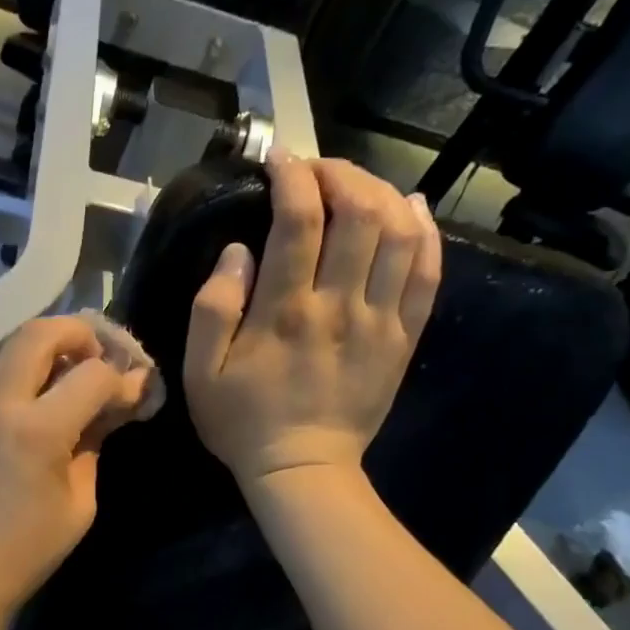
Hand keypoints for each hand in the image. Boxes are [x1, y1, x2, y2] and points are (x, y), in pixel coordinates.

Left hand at [0, 316, 151, 621]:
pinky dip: (33, 369)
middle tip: (105, 358)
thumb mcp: (79, 503)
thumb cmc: (25, 550)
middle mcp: (3, 404)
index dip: (123, 379)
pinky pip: (4, 374)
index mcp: (37, 429)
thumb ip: (94, 445)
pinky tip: (54, 396)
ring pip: (16, 347)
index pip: (91, 374)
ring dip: (54, 346)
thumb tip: (109, 410)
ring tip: (82, 373)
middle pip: (40, 333)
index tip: (138, 393)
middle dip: (81, 333)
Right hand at [184, 150, 439, 492]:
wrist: (302, 470)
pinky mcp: (403, 337)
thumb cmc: (242, 422)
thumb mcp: (200, 373)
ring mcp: (380, 320)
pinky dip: (425, 233)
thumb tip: (239, 251)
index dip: (291, 176)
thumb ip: (212, 308)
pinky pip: (428, 273)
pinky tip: (410, 210)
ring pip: (400, 233)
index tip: (278, 160)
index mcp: (284, 311)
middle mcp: (339, 304)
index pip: (298, 219)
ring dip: (382, 193)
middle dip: (339, 173)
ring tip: (357, 185)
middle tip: (316, 170)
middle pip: (359, 212)